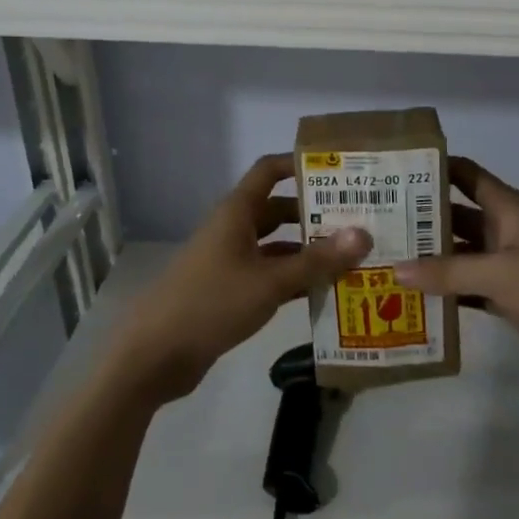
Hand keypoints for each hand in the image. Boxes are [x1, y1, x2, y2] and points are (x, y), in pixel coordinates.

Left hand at [112, 155, 370, 404]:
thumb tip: (364, 234)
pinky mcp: (231, 292)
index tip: (338, 169)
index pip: (269, 171)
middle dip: (315, 213)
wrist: (155, 355)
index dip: (299, 164)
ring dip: (308, 250)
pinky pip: (270, 275)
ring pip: (277, 246)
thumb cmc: (211, 303)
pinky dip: (295, 279)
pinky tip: (327, 292)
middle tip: (360, 219)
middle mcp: (234, 229)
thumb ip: (317, 261)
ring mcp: (231, 261)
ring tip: (353, 256)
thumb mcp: (269, 282)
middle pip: (279, 210)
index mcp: (237, 212)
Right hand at [398, 158, 518, 380]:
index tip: (395, 170)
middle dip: (421, 219)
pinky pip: (470, 289)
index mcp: (506, 208)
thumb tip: (395, 269)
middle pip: (456, 216)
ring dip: (430, 258)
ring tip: (384, 260)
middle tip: (375, 223)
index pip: (465, 175)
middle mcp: (503, 230)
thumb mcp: (500, 272)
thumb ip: (448, 272)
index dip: (434, 168)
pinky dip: (447, 292)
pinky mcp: (510, 297)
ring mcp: (507, 265)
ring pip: (460, 255)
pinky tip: (413, 299)